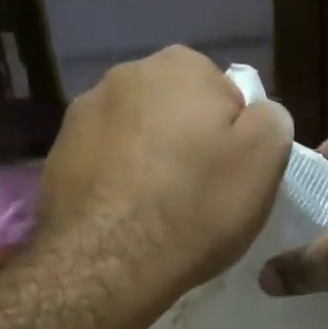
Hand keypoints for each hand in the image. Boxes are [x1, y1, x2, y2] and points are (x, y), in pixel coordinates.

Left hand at [37, 45, 293, 309]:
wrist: (110, 262)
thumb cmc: (197, 208)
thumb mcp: (265, 160)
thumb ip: (271, 119)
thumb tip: (256, 113)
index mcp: (181, 66)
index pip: (223, 93)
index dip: (232, 136)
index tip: (229, 174)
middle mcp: (125, 74)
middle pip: (174, 109)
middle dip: (186, 141)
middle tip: (197, 193)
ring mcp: (81, 113)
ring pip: (134, 134)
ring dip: (147, 159)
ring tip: (156, 209)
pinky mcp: (56, 154)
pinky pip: (102, 162)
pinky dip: (116, 181)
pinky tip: (124, 217)